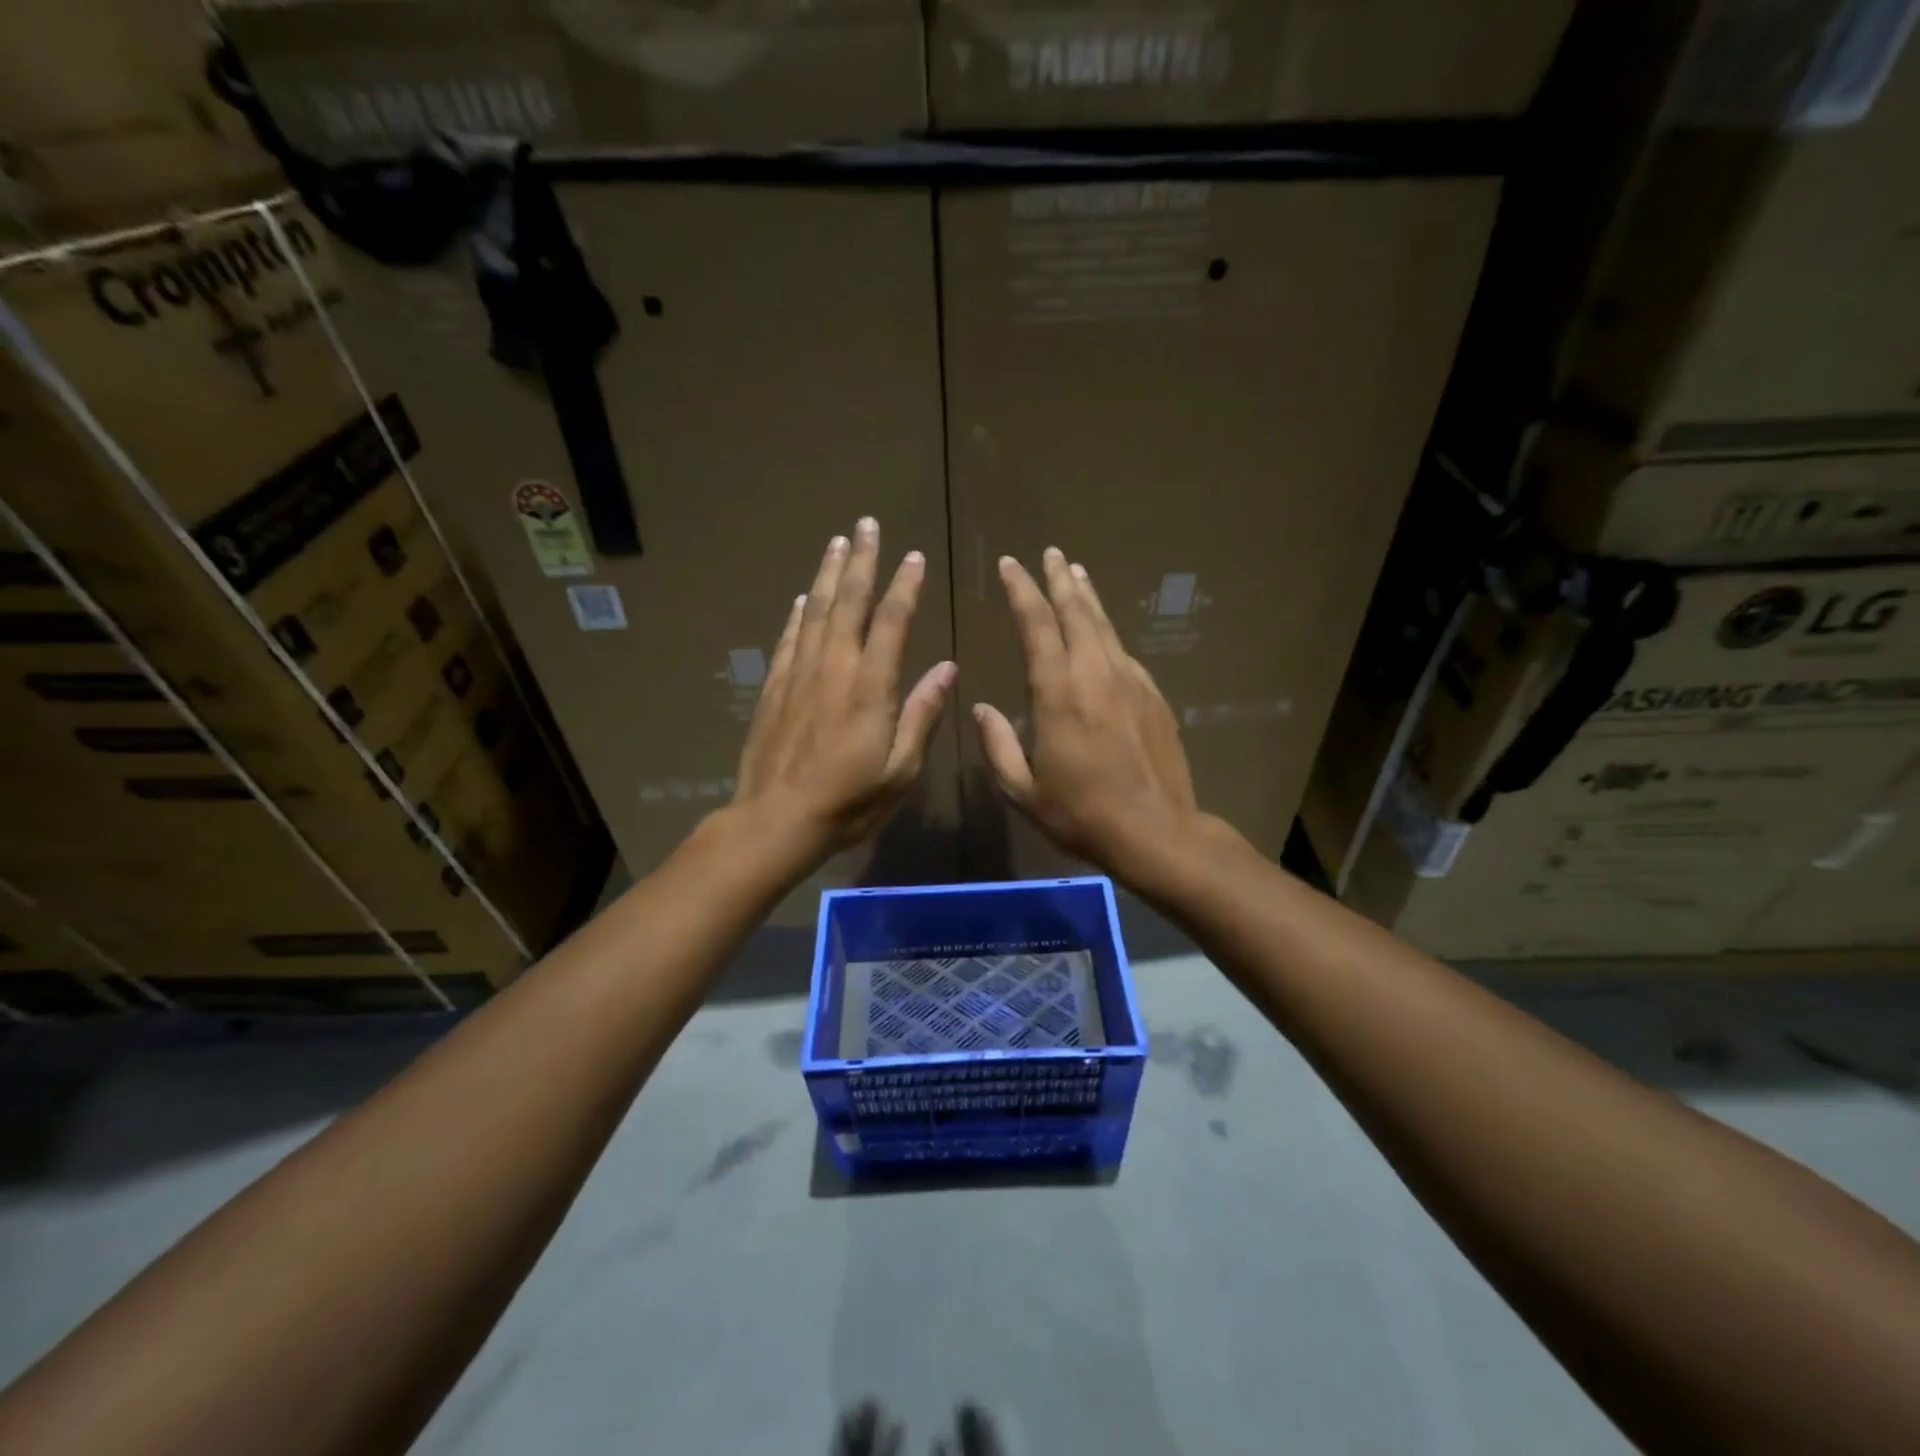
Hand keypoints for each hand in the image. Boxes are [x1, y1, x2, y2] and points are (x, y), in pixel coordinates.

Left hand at [732, 518, 955, 871]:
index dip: (905, 586)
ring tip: (836, 543)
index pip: (892, 622)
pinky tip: (801, 598)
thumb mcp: (900, 769)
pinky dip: (797, 614)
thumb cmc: (849, 802)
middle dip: (860, 561)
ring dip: (827, 574)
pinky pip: (789, 639)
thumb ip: (922, 714)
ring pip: (814, 611)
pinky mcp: (774, 688)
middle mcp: (834, 668)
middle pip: (848, 602)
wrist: (777, 820)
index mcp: (871, 687)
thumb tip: (948, 668)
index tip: (914, 556)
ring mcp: (799, 675)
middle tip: (866, 524)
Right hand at [973, 548, 1203, 883]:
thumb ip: (998, 745)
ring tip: (1076, 574)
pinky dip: (1108, 634)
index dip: (1021, 591)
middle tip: (1050, 553)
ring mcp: (1131, 682)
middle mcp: (1096, 674)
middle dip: (1059, 580)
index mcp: (1058, 693)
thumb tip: (981, 708)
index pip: (1036, 625)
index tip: (1010, 565)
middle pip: (1077, 612)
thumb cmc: (1082, 814)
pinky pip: (1124, 653)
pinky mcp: (1154, 697)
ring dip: (1088, 598)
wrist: (1157, 832)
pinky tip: (1103, 636)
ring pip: (1105, 627)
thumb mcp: (1023, 790)